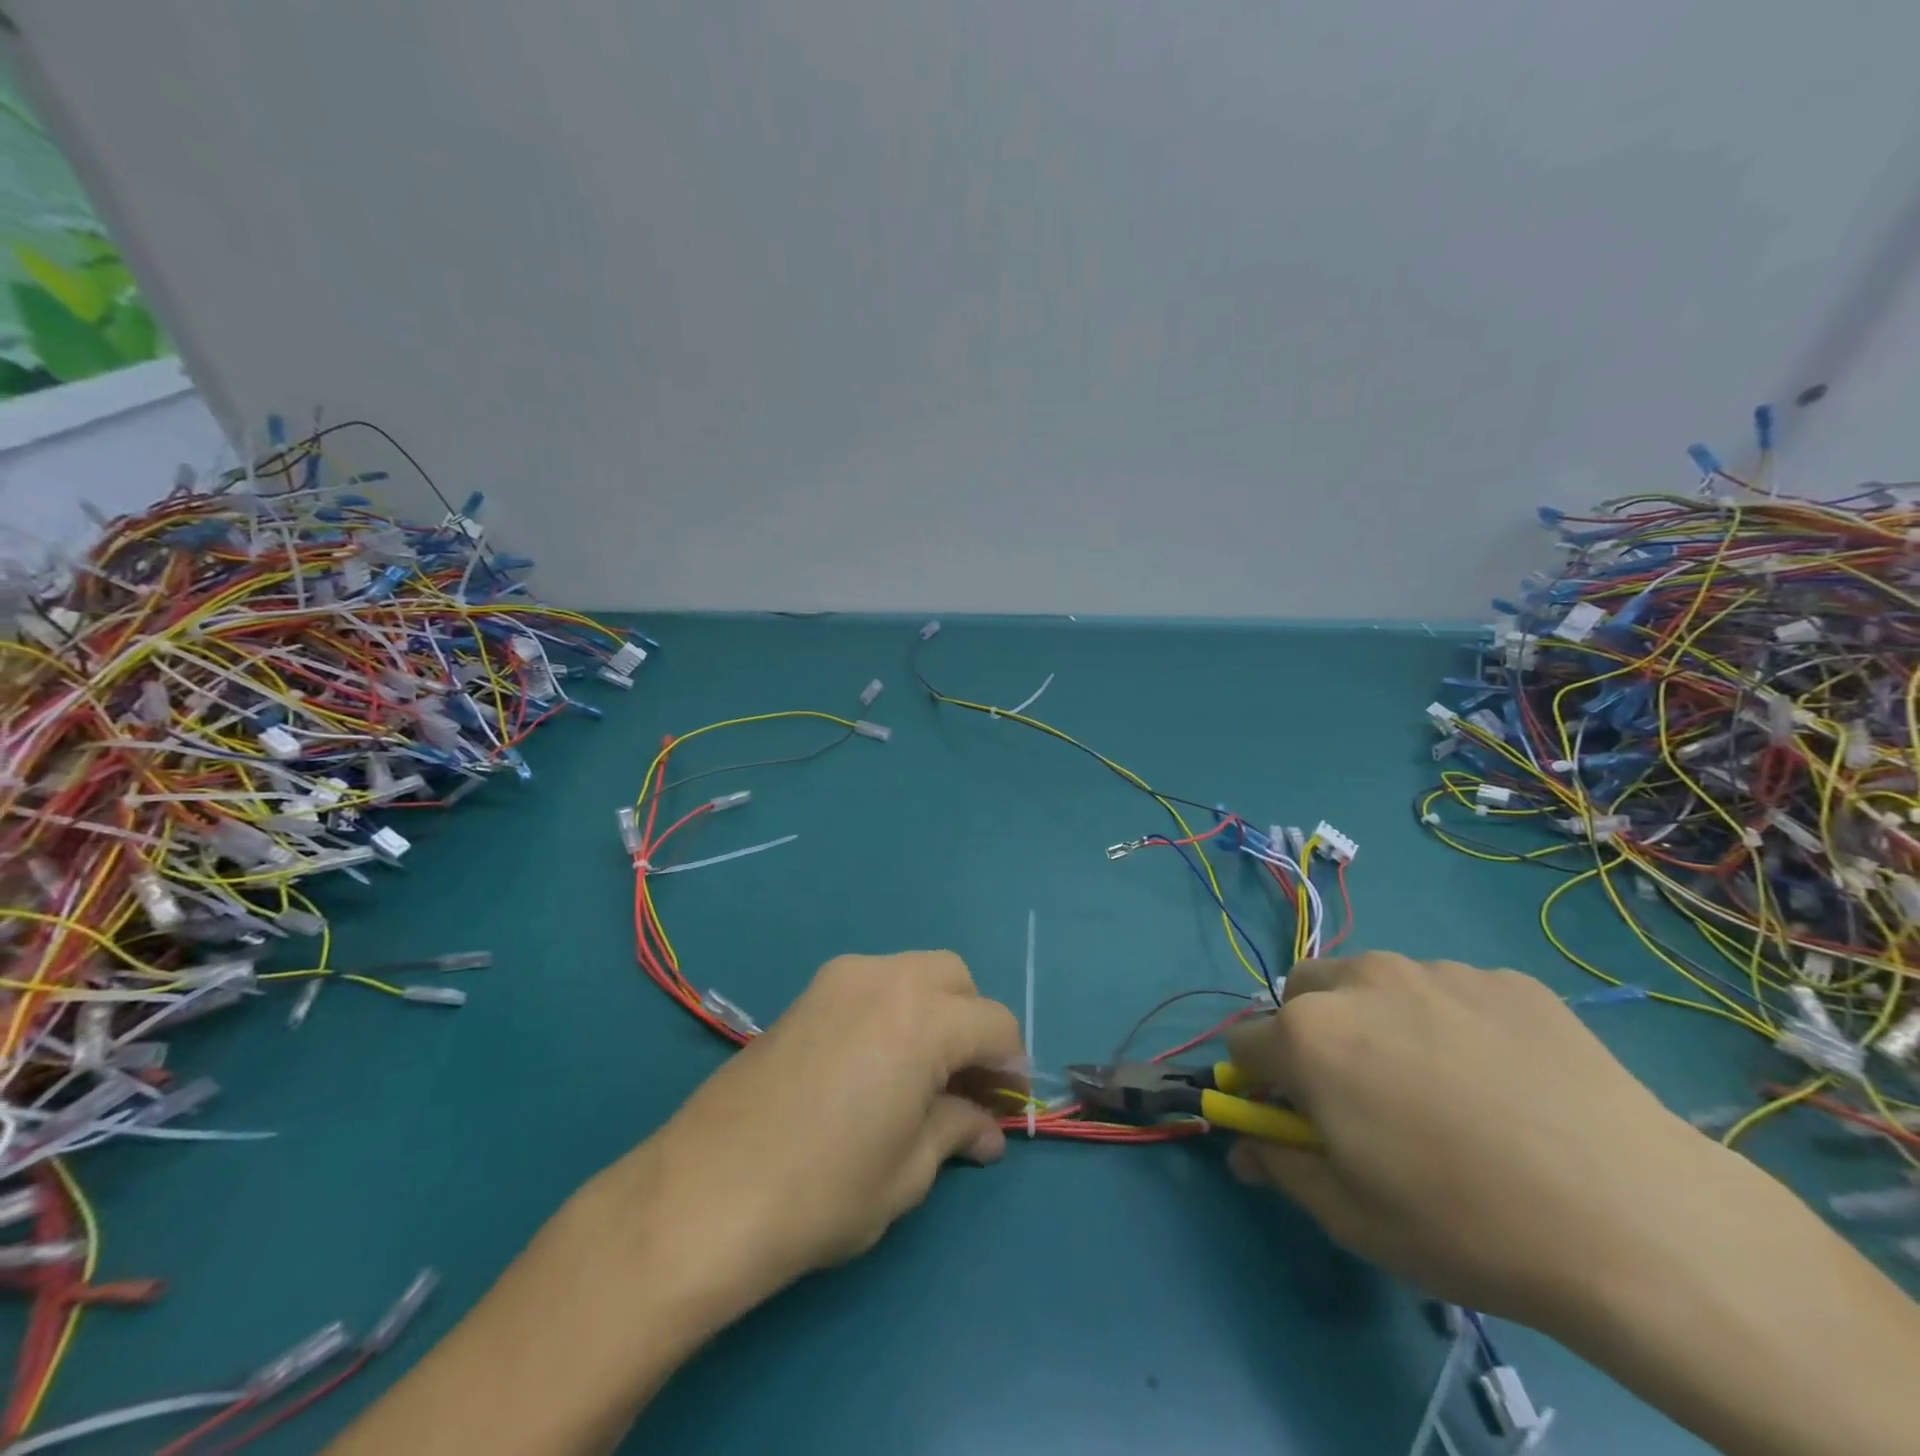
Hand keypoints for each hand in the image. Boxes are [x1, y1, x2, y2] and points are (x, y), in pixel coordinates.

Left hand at [595, 951, 1023, 1313]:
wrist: (704, 1193)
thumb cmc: (821, 1191)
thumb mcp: (906, 1172)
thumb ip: (955, 1131)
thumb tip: (985, 1128)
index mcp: (922, 1019)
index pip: (995, 1023)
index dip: (1010, 1064)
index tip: (1006, 1103)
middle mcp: (885, 979)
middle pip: (956, 978)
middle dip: (973, 1022)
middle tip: (965, 1081)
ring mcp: (839, 978)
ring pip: (912, 971)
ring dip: (933, 1009)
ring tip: (921, 1071)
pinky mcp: (806, 992)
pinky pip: (872, 982)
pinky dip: (893, 1007)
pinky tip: (875, 1062)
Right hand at [1223, 951, 1716, 1325]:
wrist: (1640, 1223)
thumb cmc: (1467, 1225)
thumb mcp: (1352, 1217)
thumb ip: (1281, 1166)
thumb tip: (1247, 1147)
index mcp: (1308, 1034)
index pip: (1244, 1041)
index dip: (1256, 1080)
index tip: (1288, 1114)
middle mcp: (1360, 981)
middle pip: (1302, 992)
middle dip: (1310, 1033)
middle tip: (1360, 1094)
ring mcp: (1436, 971)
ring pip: (1375, 984)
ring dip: (1378, 1020)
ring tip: (1442, 1086)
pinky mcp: (1505, 979)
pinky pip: (1451, 991)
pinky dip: (1452, 1023)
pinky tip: (1506, 1081)